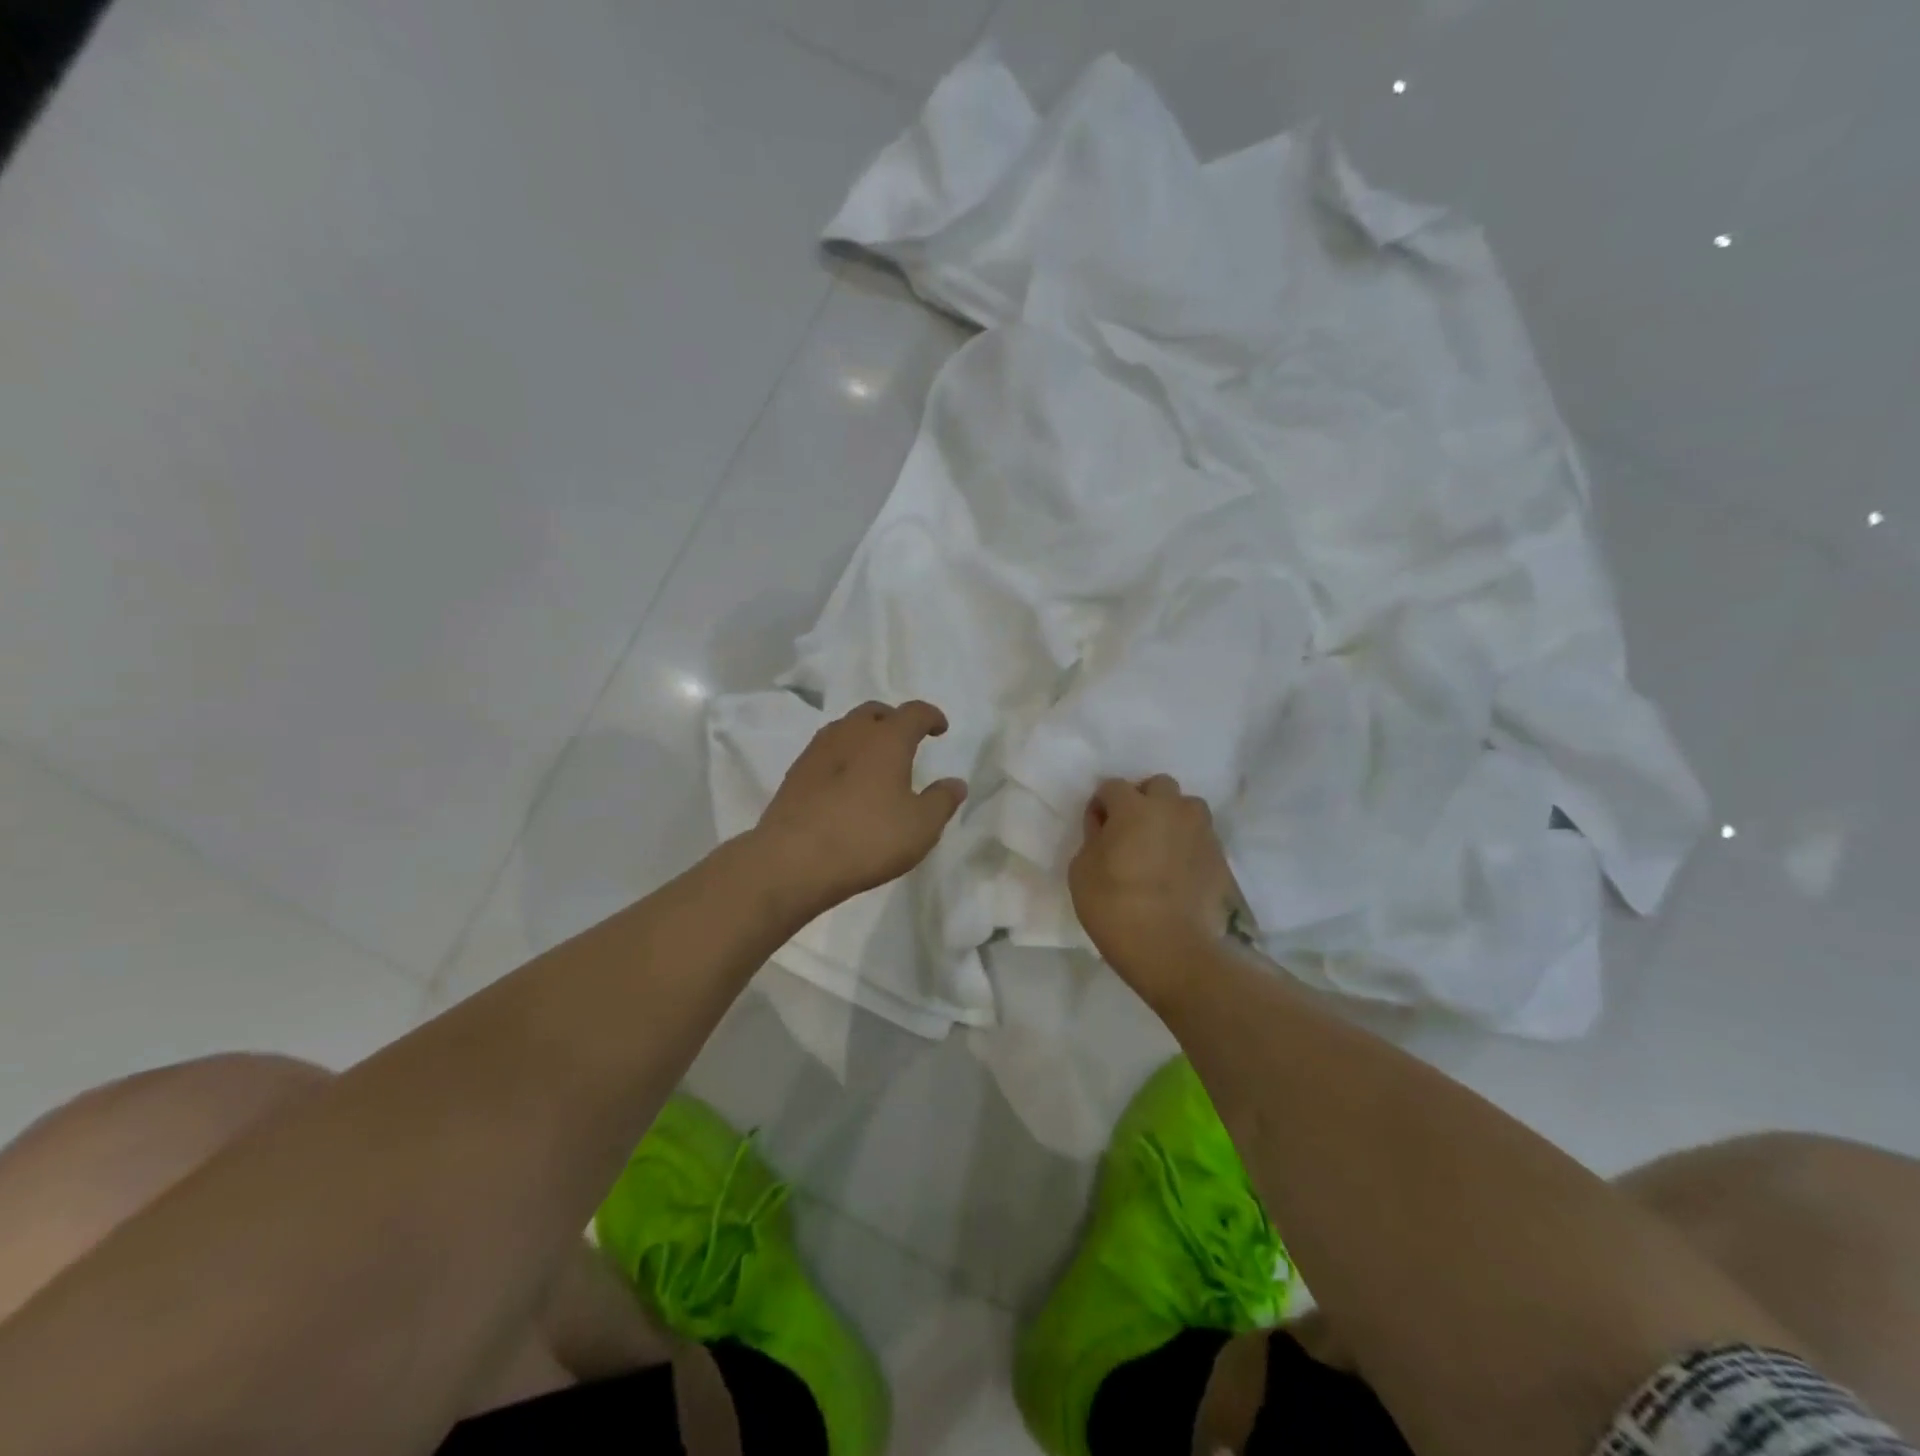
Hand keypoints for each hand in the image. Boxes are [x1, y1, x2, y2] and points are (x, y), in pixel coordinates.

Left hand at [754, 700, 967, 914]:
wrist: (793, 859)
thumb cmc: (868, 838)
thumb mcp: (920, 826)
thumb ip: (942, 801)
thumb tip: (956, 783)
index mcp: (887, 739)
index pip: (914, 712)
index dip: (931, 716)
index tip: (940, 729)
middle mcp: (851, 734)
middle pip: (875, 711)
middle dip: (894, 720)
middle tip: (906, 740)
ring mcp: (817, 751)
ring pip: (846, 728)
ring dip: (864, 736)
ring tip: (875, 760)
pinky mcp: (795, 773)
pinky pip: (826, 751)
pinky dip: (843, 756)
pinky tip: (846, 783)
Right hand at [1069, 775, 1243, 1004]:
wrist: (1171, 949)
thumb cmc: (1114, 907)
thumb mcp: (1081, 871)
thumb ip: (1093, 838)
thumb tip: (1105, 827)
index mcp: (1133, 807)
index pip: (1112, 787)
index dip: (1101, 806)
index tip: (1097, 830)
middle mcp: (1171, 809)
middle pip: (1158, 786)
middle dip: (1143, 800)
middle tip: (1132, 831)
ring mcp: (1200, 831)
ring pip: (1187, 807)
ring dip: (1172, 817)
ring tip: (1160, 847)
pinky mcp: (1220, 857)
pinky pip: (1200, 837)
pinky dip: (1188, 845)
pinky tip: (1177, 871)